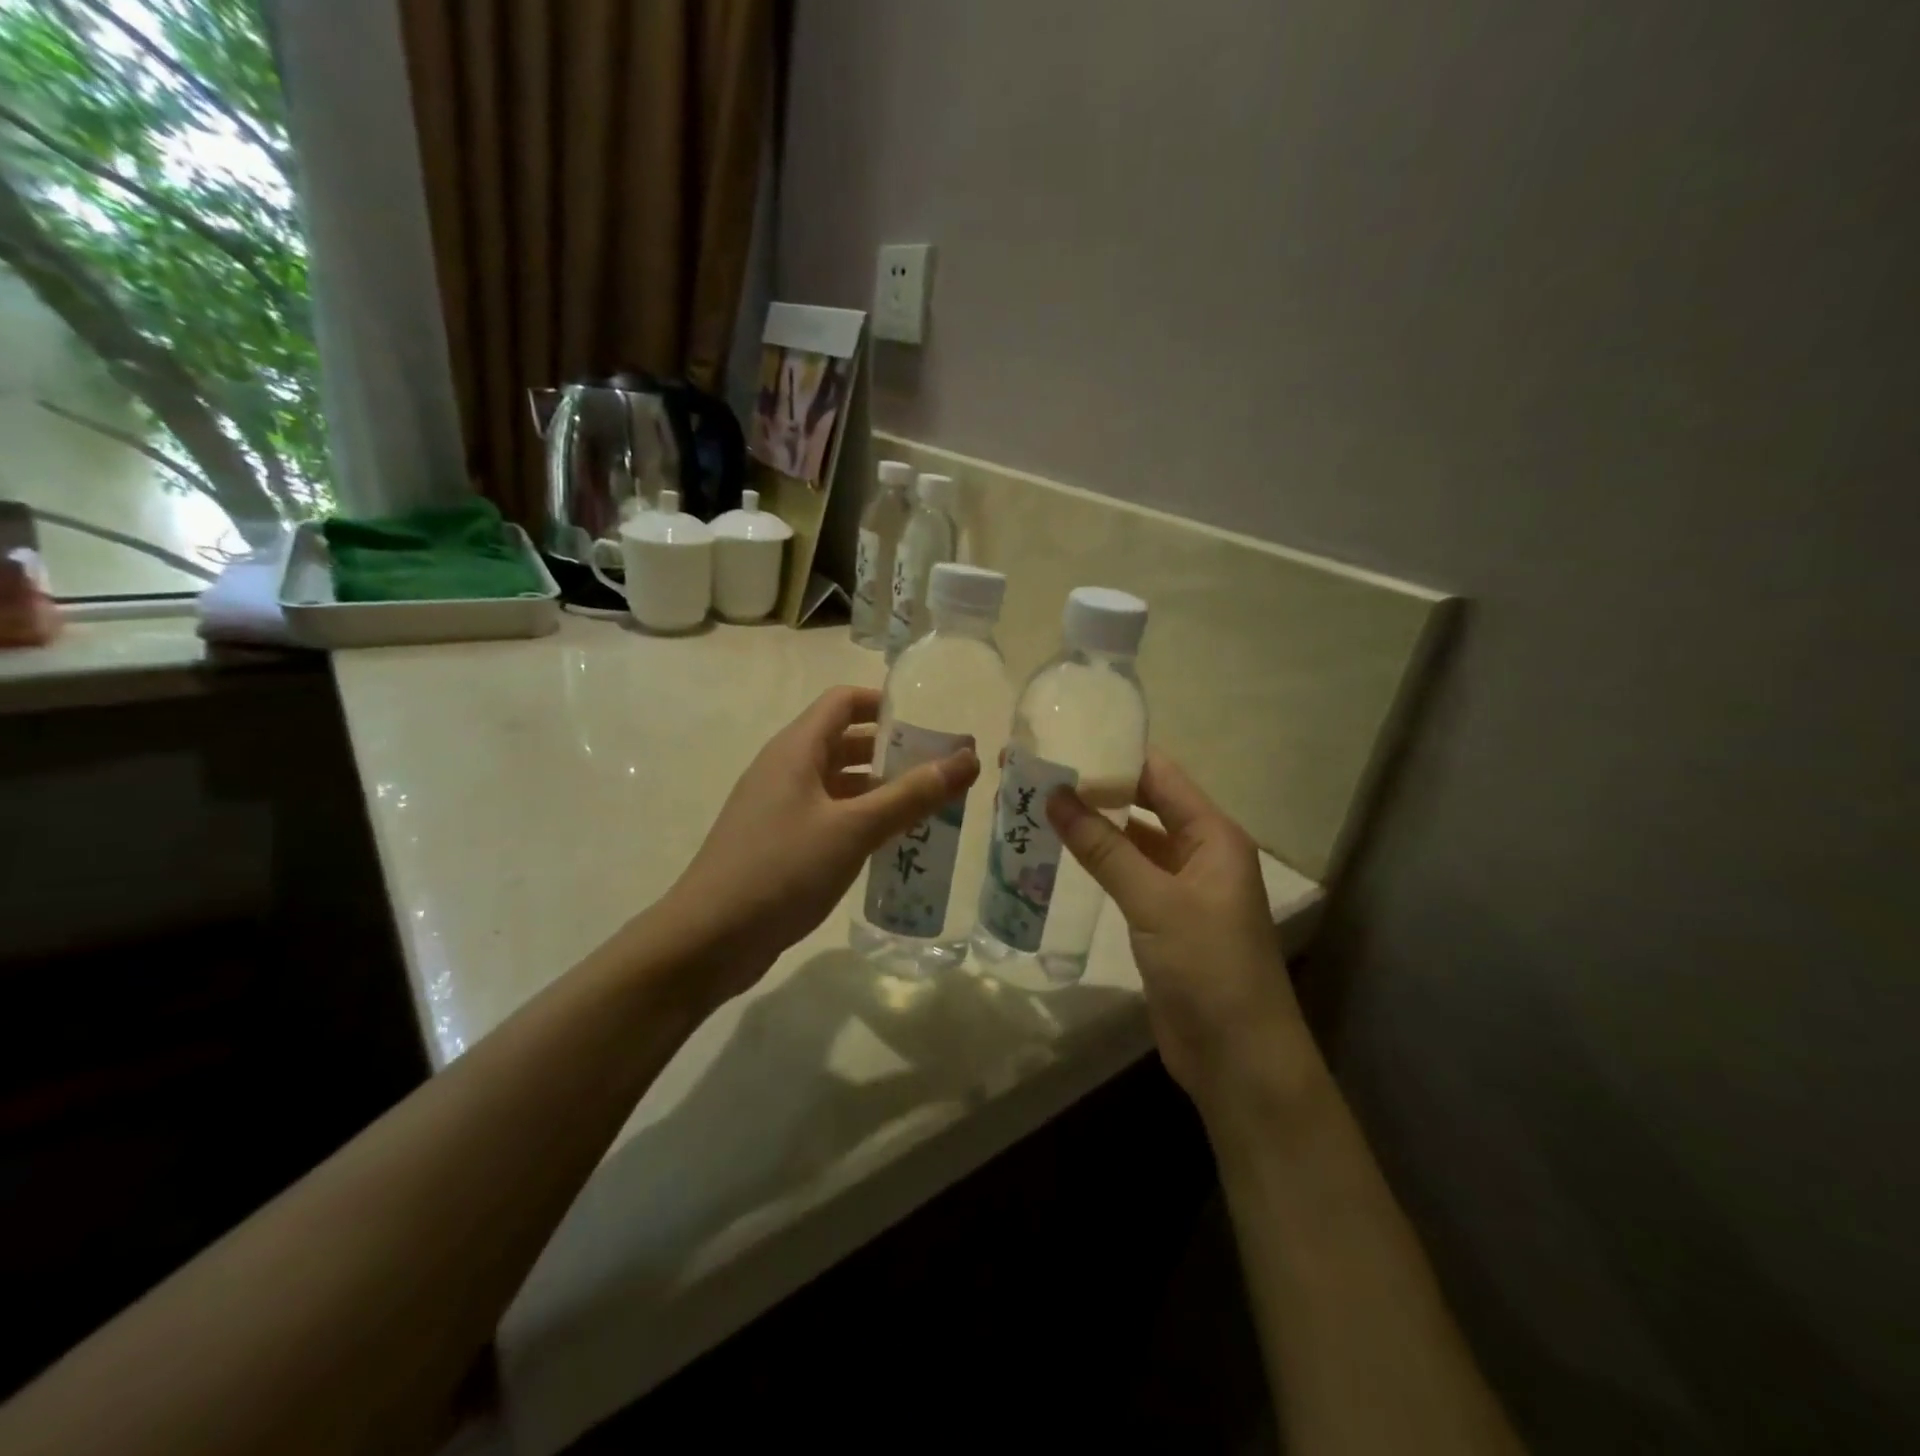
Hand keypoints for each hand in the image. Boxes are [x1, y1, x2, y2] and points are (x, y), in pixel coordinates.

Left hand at [664, 686, 978, 1004]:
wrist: (708, 939)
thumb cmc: (782, 870)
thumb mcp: (854, 829)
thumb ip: (912, 795)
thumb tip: (969, 759)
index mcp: (796, 750)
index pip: (844, 702)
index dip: (886, 704)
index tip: (930, 723)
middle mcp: (785, 769)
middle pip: (844, 742)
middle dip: (892, 752)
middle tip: (940, 771)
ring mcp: (778, 807)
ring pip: (838, 784)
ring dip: (880, 790)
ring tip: (928, 809)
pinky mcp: (779, 843)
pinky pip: (828, 817)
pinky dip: (861, 821)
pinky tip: (890, 846)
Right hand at [1047, 752, 1313, 1112]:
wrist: (1238, 1058)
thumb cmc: (1208, 967)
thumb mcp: (1155, 901)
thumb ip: (1104, 848)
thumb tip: (1054, 795)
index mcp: (1213, 835)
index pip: (1160, 775)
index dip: (1114, 754)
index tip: (1062, 739)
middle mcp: (1200, 852)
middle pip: (1144, 804)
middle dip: (1096, 788)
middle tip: (1037, 772)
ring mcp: (1181, 887)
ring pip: (1132, 841)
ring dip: (1093, 825)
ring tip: (1038, 805)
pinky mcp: (1163, 919)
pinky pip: (1127, 875)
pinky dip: (1097, 862)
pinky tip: (1059, 853)